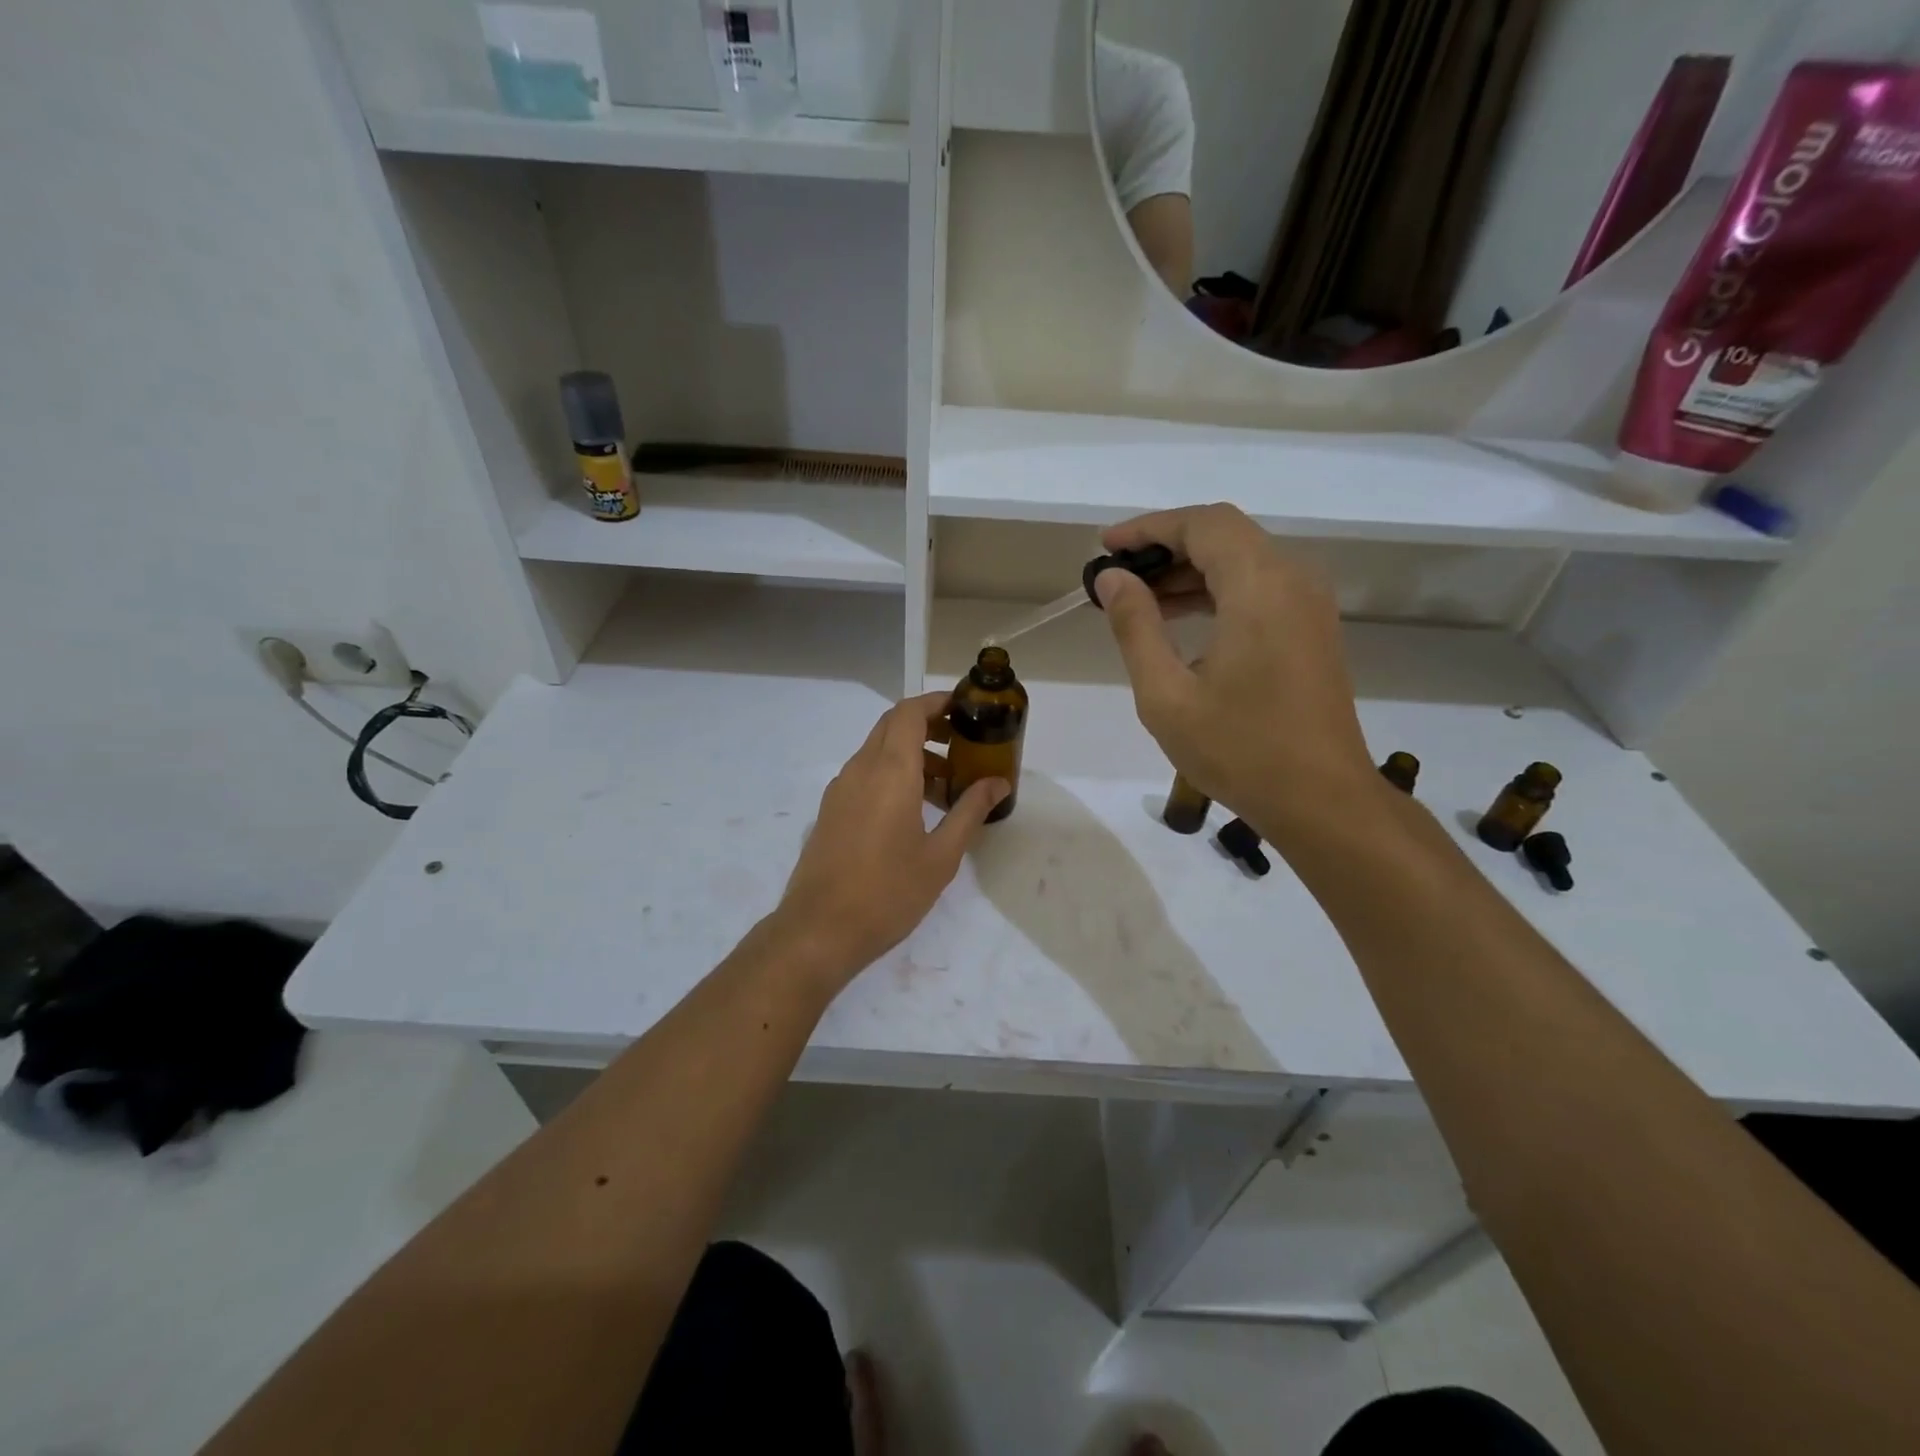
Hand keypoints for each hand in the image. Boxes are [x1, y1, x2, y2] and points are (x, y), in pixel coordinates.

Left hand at [771, 692, 1008, 987]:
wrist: (819, 930)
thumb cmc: (888, 892)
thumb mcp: (941, 855)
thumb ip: (970, 811)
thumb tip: (998, 783)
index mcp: (890, 771)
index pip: (909, 712)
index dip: (937, 703)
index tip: (965, 711)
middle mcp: (860, 769)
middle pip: (892, 726)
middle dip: (928, 726)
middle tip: (962, 746)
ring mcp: (840, 789)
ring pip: (878, 751)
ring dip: (911, 755)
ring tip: (945, 789)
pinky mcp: (831, 811)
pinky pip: (865, 775)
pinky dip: (891, 775)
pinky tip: (913, 812)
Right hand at [1093, 503, 1377, 844]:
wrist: (1321, 799)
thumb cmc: (1238, 750)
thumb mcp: (1166, 695)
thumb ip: (1136, 627)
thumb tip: (1113, 578)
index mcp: (1259, 588)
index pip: (1202, 525)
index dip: (1149, 527)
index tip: (1106, 546)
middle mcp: (1293, 580)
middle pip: (1224, 534)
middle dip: (1166, 546)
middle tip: (1117, 575)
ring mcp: (1309, 604)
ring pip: (1244, 559)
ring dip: (1190, 569)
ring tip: (1140, 598)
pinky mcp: (1312, 628)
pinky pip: (1260, 586)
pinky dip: (1218, 590)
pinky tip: (1182, 620)